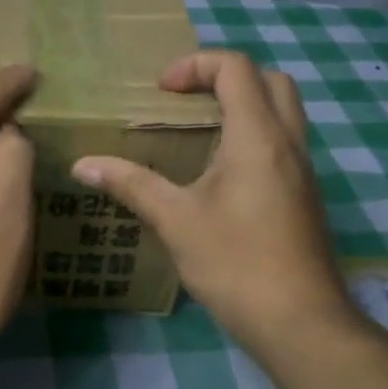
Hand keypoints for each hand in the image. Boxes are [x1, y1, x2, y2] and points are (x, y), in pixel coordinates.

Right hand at [72, 51, 356, 354]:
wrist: (300, 323)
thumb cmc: (236, 264)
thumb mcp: (176, 220)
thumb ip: (131, 184)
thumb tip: (82, 164)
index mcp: (258, 137)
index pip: (236, 68)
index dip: (195, 65)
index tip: (161, 91)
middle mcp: (289, 143)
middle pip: (270, 79)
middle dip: (226, 77)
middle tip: (186, 101)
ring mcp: (304, 170)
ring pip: (283, 111)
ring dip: (244, 106)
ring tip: (198, 133)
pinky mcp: (305, 195)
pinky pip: (284, 143)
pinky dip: (254, 136)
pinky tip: (220, 174)